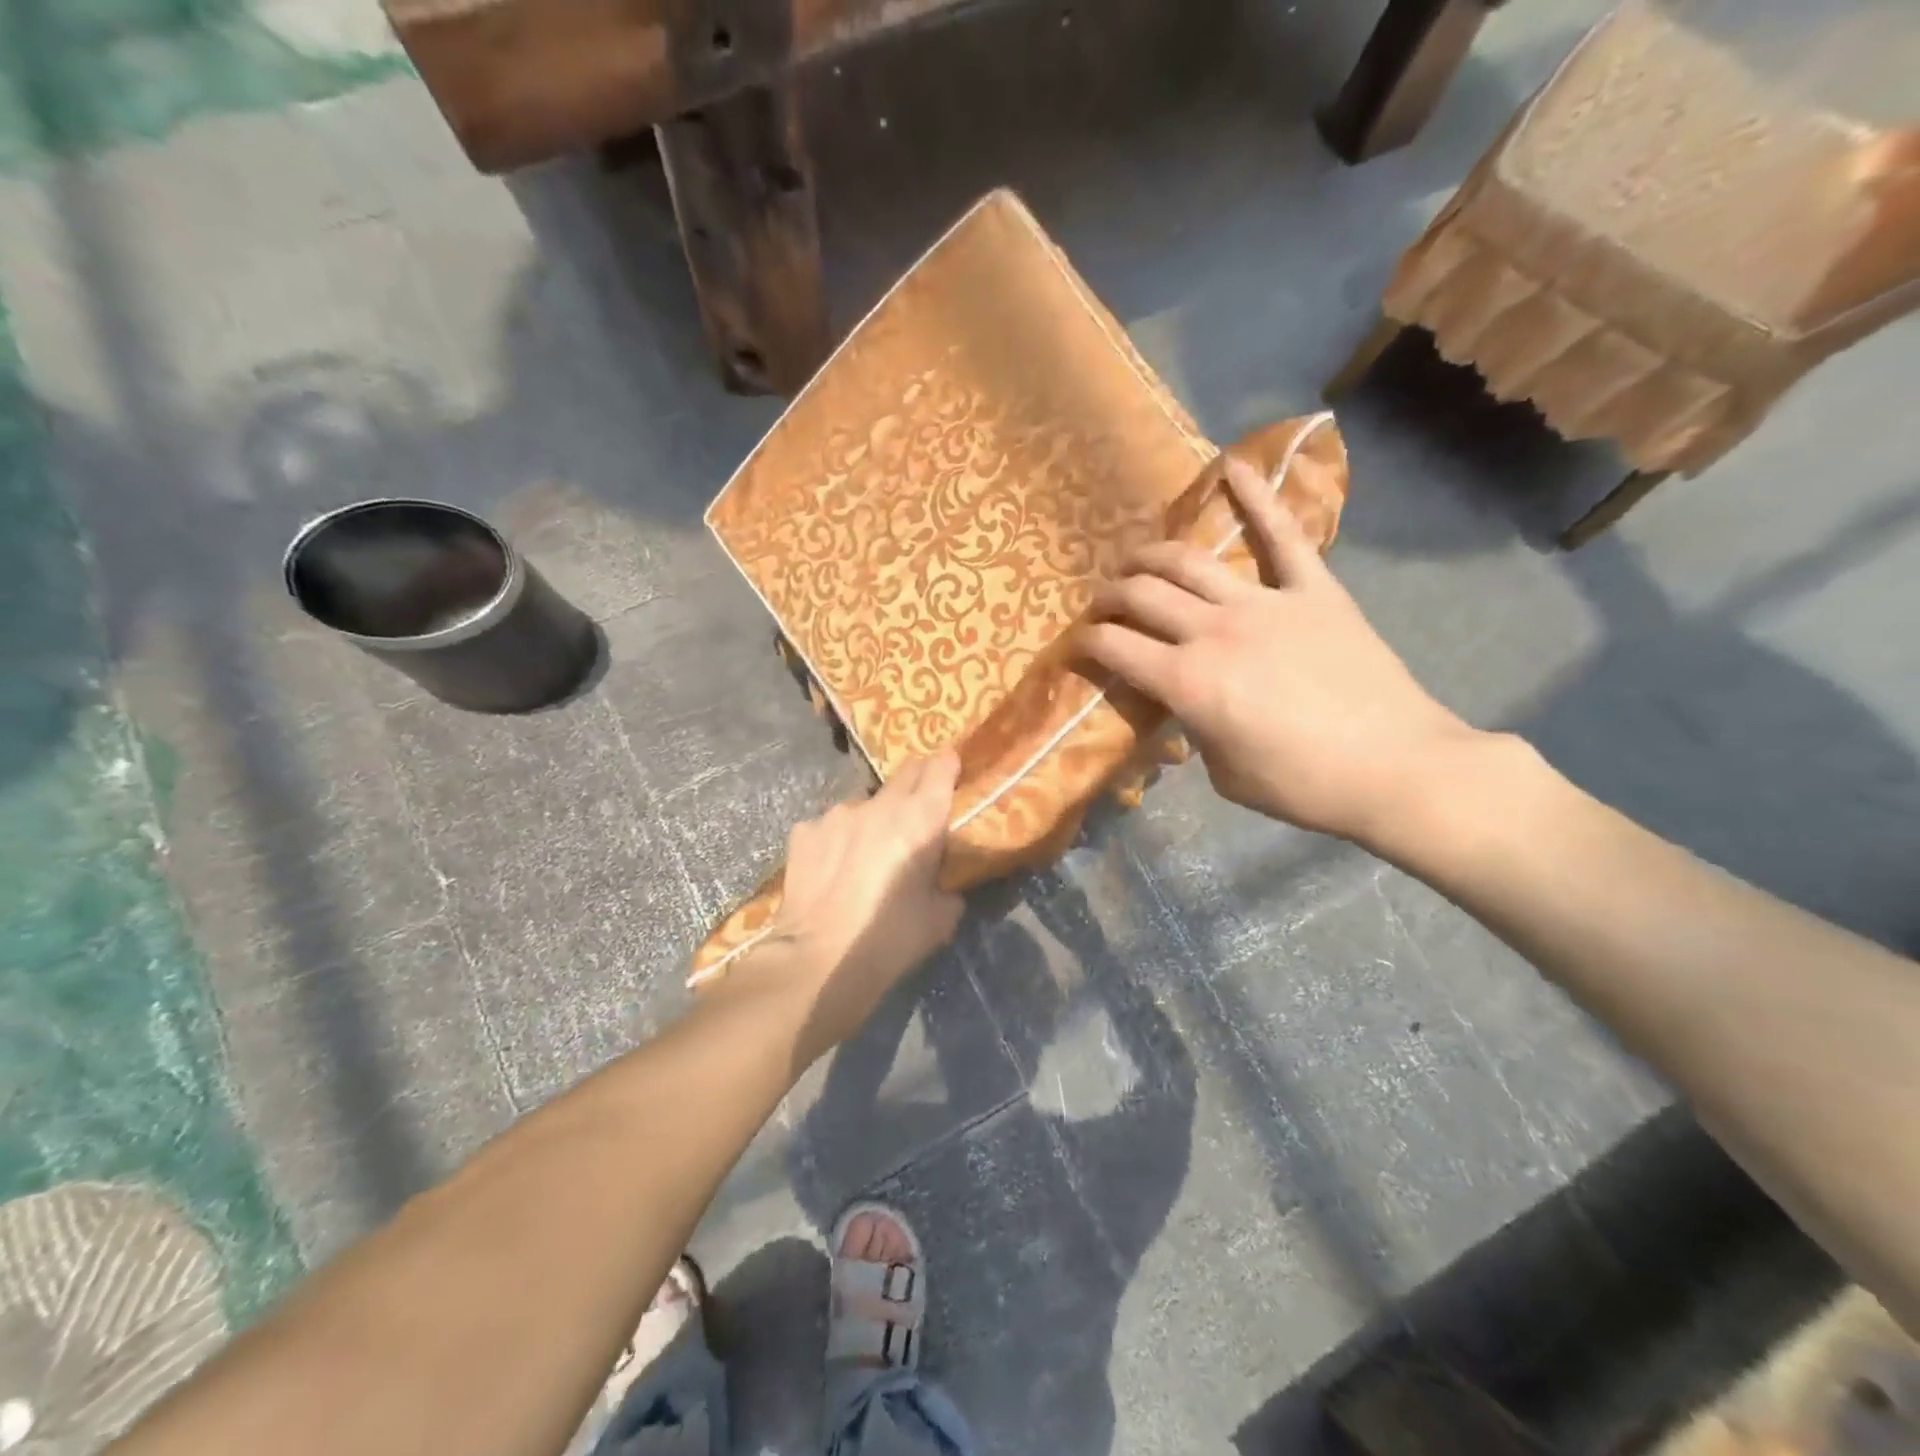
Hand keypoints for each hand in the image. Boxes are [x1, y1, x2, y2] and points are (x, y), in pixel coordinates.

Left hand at [747, 752, 963, 1059]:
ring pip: (864, 805)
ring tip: (866, 854)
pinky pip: (829, 827)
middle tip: (919, 810)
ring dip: (872, 819)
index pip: (941, 767)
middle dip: (917, 783)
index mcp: (920, 819)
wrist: (816, 961)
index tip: (953, 772)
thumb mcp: (941, 919)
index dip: (949, 766)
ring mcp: (836, 814)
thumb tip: (944, 880)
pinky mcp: (804, 831)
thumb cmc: (889, 941)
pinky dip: (837, 840)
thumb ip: (949, 886)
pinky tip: (832, 869)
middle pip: (906, 773)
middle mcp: (879, 805)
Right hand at [1079, 459, 1475, 845]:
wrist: (1395, 768)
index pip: (1114, 647)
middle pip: (1143, 594)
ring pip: (1190, 561)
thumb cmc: (1302, 785)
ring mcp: (1265, 603)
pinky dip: (1259, 498)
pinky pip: (1283, 536)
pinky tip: (1234, 467)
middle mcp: (1214, 631)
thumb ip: (1193, 726)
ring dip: (1152, 555)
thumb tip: (1186, 701)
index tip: (1078, 645)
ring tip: (1137, 558)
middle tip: (1104, 605)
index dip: (1085, 643)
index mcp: (1187, 683)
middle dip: (1110, 597)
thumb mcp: (1224, 772)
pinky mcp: (1314, 590)